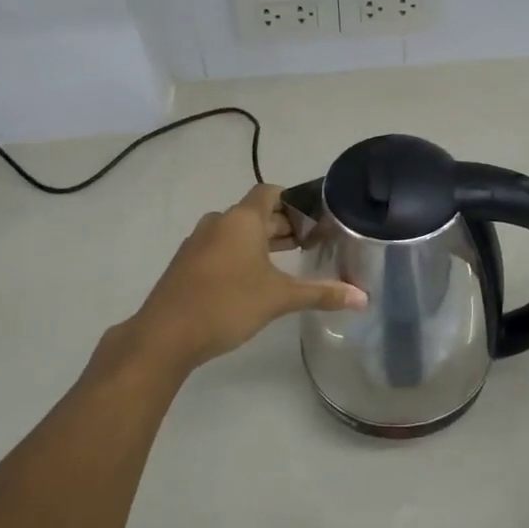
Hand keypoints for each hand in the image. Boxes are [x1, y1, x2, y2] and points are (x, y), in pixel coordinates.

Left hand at [122, 184, 366, 373]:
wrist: (165, 335)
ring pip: (238, 232)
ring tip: (290, 261)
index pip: (271, 192)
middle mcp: (219, 222)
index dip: (295, 201)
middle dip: (284, 226)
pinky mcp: (187, 264)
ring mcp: (198, 242)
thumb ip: (321, 294)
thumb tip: (363, 298)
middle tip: (313, 243)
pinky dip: (242, 255)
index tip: (316, 219)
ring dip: (263, 242)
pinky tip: (255, 280)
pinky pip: (221, 248)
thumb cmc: (227, 304)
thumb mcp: (279, 298)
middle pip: (257, 214)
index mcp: (241, 219)